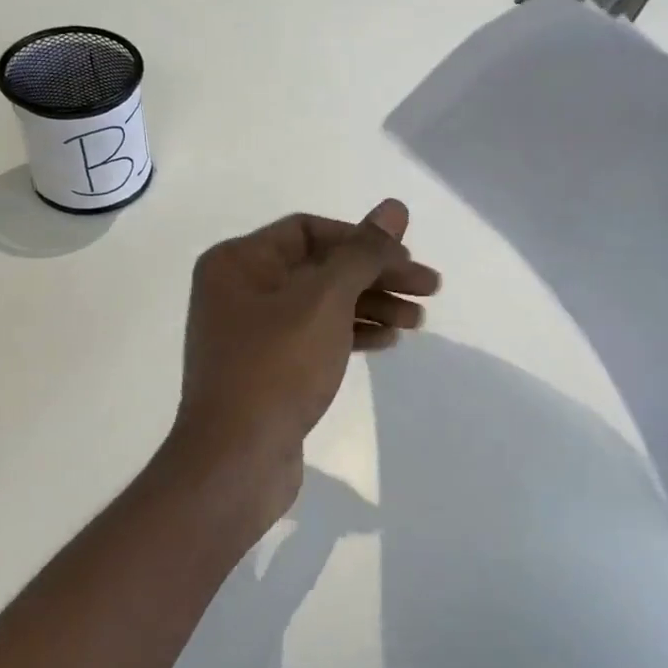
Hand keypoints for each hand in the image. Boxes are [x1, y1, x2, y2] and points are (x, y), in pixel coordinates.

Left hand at [170, 199, 440, 532]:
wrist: (236, 460)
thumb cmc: (277, 366)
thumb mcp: (325, 299)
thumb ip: (364, 251)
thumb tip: (395, 206)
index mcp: (239, 261)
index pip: (310, 230)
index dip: (363, 240)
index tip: (406, 259)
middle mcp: (241, 289)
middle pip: (321, 267)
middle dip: (377, 275)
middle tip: (430, 288)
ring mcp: (253, 332)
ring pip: (323, 303)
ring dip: (372, 305)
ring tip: (418, 321)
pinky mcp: (268, 368)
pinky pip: (316, 335)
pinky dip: (352, 333)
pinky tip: (388, 341)